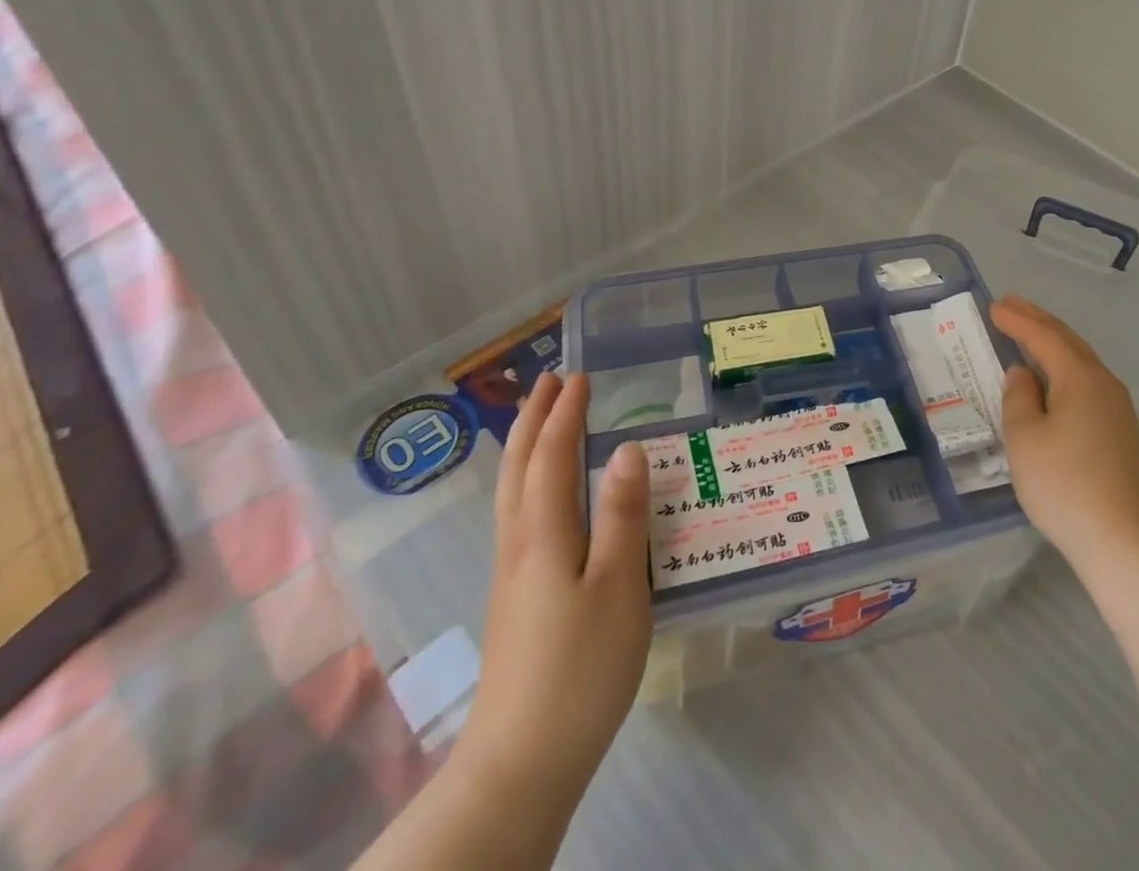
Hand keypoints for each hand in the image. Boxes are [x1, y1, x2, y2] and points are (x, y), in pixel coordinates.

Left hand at [457, 373, 652, 807]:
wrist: (521, 763)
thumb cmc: (580, 668)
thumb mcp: (619, 587)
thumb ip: (623, 515)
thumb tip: (627, 448)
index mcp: (544, 534)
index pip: (553, 455)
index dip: (566, 413)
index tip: (579, 375)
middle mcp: (519, 543)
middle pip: (520, 466)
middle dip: (534, 418)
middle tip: (549, 381)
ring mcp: (512, 573)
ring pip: (512, 491)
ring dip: (526, 446)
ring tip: (541, 421)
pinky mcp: (515, 598)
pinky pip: (518, 513)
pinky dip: (527, 480)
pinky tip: (543, 495)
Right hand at [991, 295, 1138, 571]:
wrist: (1127, 542)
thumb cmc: (1066, 485)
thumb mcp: (1025, 439)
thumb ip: (1019, 398)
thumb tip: (1024, 374)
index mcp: (1079, 376)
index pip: (1044, 336)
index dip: (1017, 320)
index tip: (994, 306)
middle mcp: (1103, 383)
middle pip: (1068, 341)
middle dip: (1038, 321)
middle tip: (1011, 305)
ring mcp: (1118, 409)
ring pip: (1081, 361)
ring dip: (1053, 343)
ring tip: (1029, 333)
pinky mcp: (1121, 433)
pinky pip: (1087, 382)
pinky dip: (1064, 367)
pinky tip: (1054, 380)